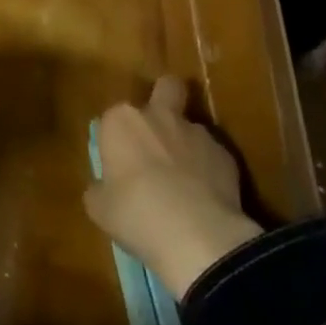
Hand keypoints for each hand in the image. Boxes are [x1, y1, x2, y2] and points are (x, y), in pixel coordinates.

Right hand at [85, 76, 263, 299]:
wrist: (197, 236)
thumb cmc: (137, 215)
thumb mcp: (101, 210)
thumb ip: (99, 191)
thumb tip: (103, 189)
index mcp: (122, 121)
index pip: (113, 118)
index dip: (117, 140)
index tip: (118, 166)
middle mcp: (159, 116)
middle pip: (166, 88)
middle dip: (165, 100)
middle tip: (159, 135)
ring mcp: (196, 132)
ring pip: (190, 127)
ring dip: (186, 145)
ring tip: (186, 183)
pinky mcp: (225, 154)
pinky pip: (212, 156)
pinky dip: (208, 171)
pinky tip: (207, 199)